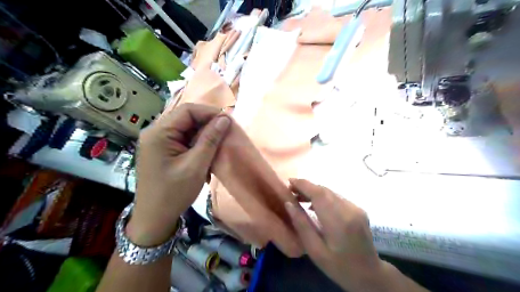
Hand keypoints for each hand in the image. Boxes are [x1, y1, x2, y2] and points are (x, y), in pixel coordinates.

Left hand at [126, 103, 230, 245]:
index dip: (210, 113)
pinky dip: (197, 145)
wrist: (154, 219)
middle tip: (225, 134)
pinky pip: (183, 140)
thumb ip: (210, 139)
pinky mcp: (162, 151)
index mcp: (159, 133)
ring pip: (186, 129)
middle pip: (186, 118)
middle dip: (207, 125)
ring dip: (203, 136)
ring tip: (217, 146)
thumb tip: (225, 119)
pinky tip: (205, 155)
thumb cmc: (174, 193)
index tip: (228, 122)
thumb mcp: (196, 165)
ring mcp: (157, 142)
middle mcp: (155, 132)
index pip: (187, 111)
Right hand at [286, 179, 382, 290]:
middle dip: (306, 186)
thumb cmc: (339, 267)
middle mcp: (350, 209)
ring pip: (330, 192)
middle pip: (324, 190)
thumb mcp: (315, 250)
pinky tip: (314, 204)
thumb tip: (289, 203)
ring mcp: (356, 208)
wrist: (369, 274)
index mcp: (339, 221)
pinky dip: (323, 197)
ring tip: (299, 197)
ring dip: (314, 191)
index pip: (319, 194)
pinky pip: (336, 197)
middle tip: (291, 191)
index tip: (289, 182)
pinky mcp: (358, 209)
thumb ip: (302, 225)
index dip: (303, 185)